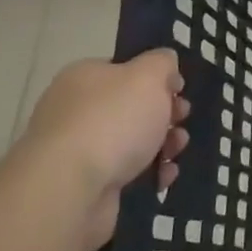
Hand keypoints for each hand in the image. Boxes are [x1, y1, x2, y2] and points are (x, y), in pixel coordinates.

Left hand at [16, 50, 189, 250]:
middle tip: (181, 119)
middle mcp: (76, 110)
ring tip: (176, 151)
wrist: (70, 188)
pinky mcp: (85, 185)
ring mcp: (78, 150)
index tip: (179, 90)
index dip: (156, 78)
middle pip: (132, 107)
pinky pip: (126, 173)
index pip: (124, 70)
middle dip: (165, 114)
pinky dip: (149, 173)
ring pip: (132, 141)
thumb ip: (162, 62)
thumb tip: (165, 63)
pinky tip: (163, 176)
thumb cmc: (112, 120)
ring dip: (162, 144)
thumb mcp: (148, 76)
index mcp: (84, 77)